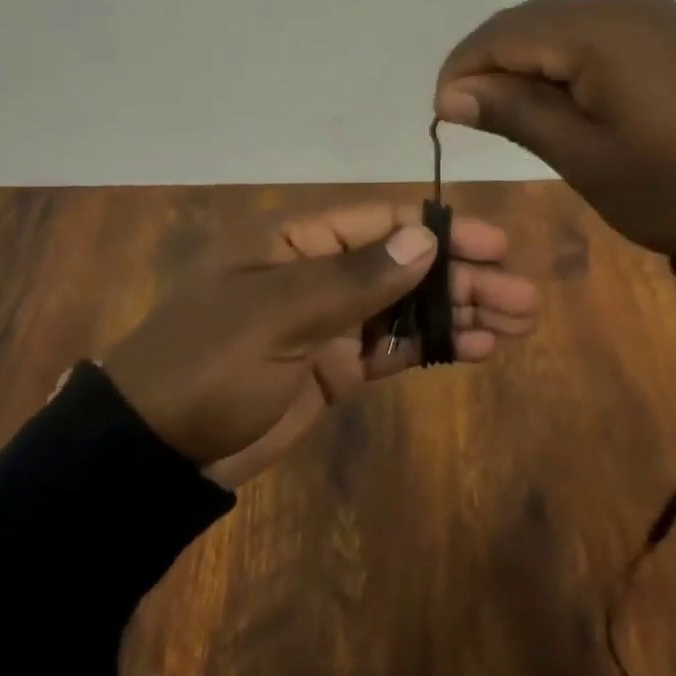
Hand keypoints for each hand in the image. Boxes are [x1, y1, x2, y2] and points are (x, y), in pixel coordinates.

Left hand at [101, 202, 537, 487]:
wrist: (153, 452)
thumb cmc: (207, 364)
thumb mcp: (276, 315)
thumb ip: (353, 280)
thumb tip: (425, 238)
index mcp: (296, 241)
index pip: (381, 223)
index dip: (440, 230)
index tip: (494, 244)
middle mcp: (318, 273)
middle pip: (404, 265)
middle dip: (462, 276)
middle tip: (522, 296)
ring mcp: (328, 322)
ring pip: (406, 307)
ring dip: (458, 311)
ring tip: (517, 321)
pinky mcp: (334, 368)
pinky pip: (393, 349)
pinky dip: (433, 346)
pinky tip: (478, 348)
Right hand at [435, 0, 675, 257]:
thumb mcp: (585, 157)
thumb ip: (514, 113)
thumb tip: (450, 94)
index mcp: (596, 30)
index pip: (501, 35)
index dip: (462, 70)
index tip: (442, 116)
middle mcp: (619, 2)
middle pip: (526, 21)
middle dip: (489, 63)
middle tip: (470, 117)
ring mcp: (649, 11)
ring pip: (557, 22)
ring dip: (524, 60)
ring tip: (510, 110)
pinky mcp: (667, 28)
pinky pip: (592, 30)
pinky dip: (561, 57)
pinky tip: (559, 93)